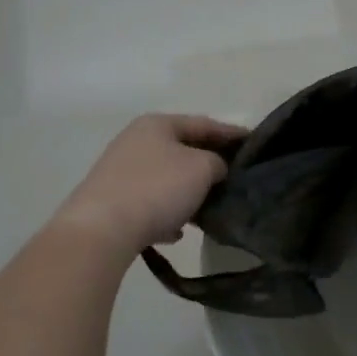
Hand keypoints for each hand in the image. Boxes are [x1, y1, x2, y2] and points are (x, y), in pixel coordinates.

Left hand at [52, 114, 245, 255]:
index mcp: (157, 124)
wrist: (102, 229)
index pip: (204, 123)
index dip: (232, 133)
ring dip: (188, 191)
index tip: (254, 143)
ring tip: (210, 207)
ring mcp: (120, 171)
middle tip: (235, 177)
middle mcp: (135, 141)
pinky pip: (150, 202)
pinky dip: (167, 212)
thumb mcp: (202, 168)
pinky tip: (177, 231)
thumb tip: (215, 168)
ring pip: (167, 177)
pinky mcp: (112, 201)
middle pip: (183, 149)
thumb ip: (218, 162)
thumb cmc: (157, 188)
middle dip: (209, 164)